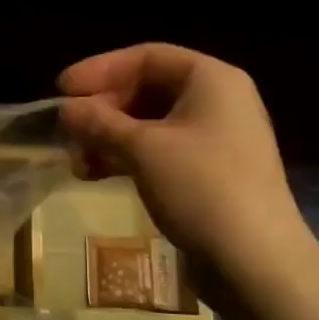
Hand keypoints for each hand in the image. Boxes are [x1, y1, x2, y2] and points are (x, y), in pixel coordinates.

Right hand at [58, 44, 302, 270]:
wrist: (256, 262)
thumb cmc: (201, 187)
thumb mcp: (142, 149)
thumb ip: (99, 122)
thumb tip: (65, 108)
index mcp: (211, 79)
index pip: (147, 57)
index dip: (100, 69)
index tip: (62, 89)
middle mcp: (217, 101)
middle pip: (148, 89)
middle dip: (103, 110)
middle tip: (68, 131)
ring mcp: (215, 139)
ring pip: (150, 124)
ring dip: (109, 138)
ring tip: (78, 162)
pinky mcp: (209, 174)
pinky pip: (160, 152)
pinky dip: (128, 158)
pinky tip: (97, 175)